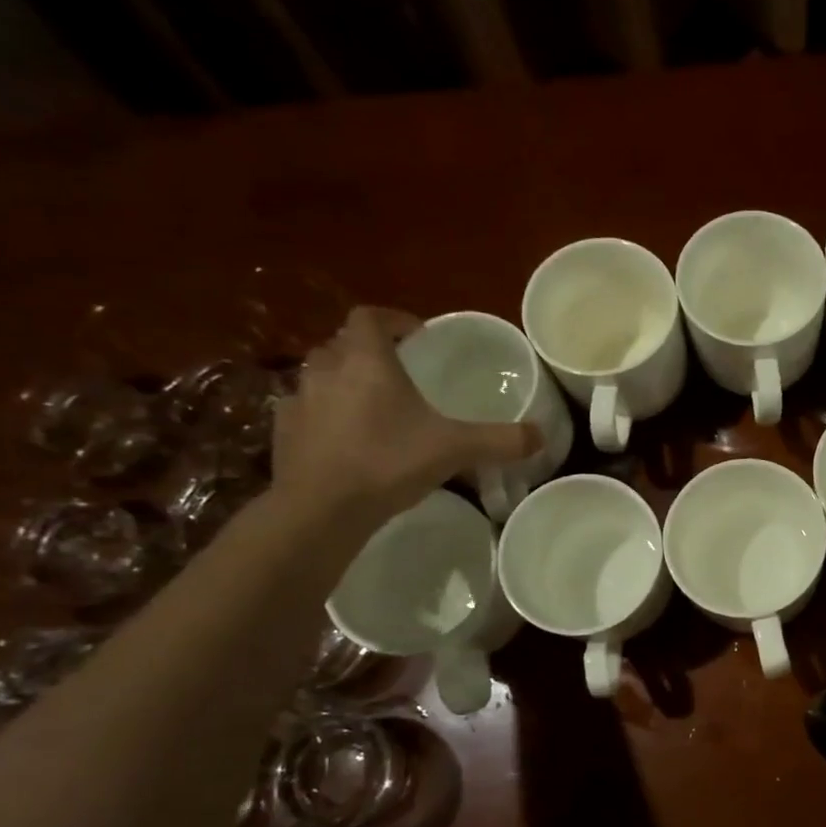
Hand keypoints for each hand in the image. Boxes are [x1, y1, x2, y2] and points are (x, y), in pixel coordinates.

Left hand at [271, 307, 538, 526]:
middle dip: (368, 351)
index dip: (393, 320)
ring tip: (373, 405)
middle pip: (342, 344)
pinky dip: (325, 414)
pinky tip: (345, 438)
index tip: (416, 336)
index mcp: (366, 362)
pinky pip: (306, 410)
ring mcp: (299, 401)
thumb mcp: (456, 449)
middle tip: (398, 371)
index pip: (370, 318)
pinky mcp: (284, 432)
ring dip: (343, 380)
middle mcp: (326, 371)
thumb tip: (541, 436)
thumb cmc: (388, 462)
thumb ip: (499, 440)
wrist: (321, 508)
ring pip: (320, 375)